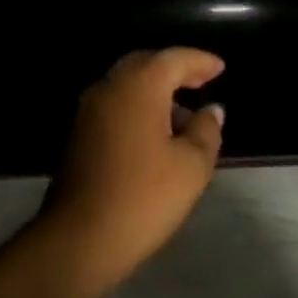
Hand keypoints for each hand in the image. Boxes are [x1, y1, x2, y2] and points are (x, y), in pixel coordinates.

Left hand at [39, 49, 226, 297]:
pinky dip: (138, 105)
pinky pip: (115, 103)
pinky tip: (155, 133)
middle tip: (201, 81)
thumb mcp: (191, 167)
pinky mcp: (79, 132)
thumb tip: (211, 110)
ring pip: (128, 83)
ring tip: (183, 115)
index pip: (175, 58)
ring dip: (156, 89)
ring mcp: (89, 108)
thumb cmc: (142, 197)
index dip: (200, 61)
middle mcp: (111, 86)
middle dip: (175, 69)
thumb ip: (206, 131)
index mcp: (140, 85)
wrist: (78, 239)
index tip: (220, 67)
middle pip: (147, 63)